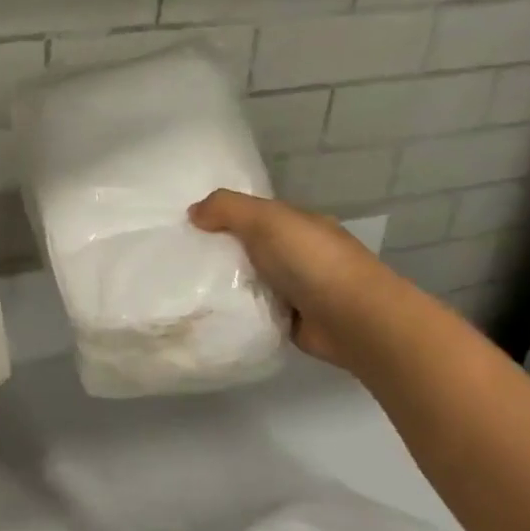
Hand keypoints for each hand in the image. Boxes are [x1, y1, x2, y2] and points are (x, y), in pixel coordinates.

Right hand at [189, 189, 396, 368]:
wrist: (353, 320)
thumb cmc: (312, 261)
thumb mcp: (267, 220)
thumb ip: (228, 209)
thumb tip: (193, 212)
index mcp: (299, 225)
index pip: (255, 216)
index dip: (222, 217)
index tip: (186, 228)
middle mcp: (298, 254)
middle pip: (249, 250)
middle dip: (218, 253)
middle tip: (176, 260)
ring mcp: (296, 290)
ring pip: (249, 282)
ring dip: (224, 286)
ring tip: (183, 290)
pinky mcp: (289, 321)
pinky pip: (253, 312)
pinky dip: (235, 313)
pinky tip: (208, 314)